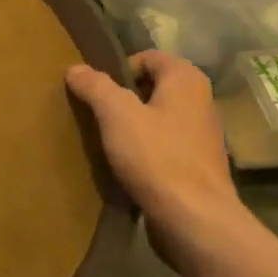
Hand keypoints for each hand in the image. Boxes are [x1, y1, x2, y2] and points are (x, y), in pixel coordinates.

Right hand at [66, 51, 240, 239]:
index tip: (96, 93)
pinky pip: (164, 146)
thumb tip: (76, 68)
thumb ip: (95, 87)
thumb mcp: (116, 114)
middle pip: (152, 88)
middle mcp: (201, 101)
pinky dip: (145, 150)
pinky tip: (126, 166)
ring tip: (107, 142)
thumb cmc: (156, 156)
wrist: (194, 219)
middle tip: (96, 115)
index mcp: (186, 80)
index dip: (118, 69)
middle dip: (122, 99)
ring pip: (158, 118)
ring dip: (132, 126)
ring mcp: (202, 136)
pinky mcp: (197, 165)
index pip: (148, 57)